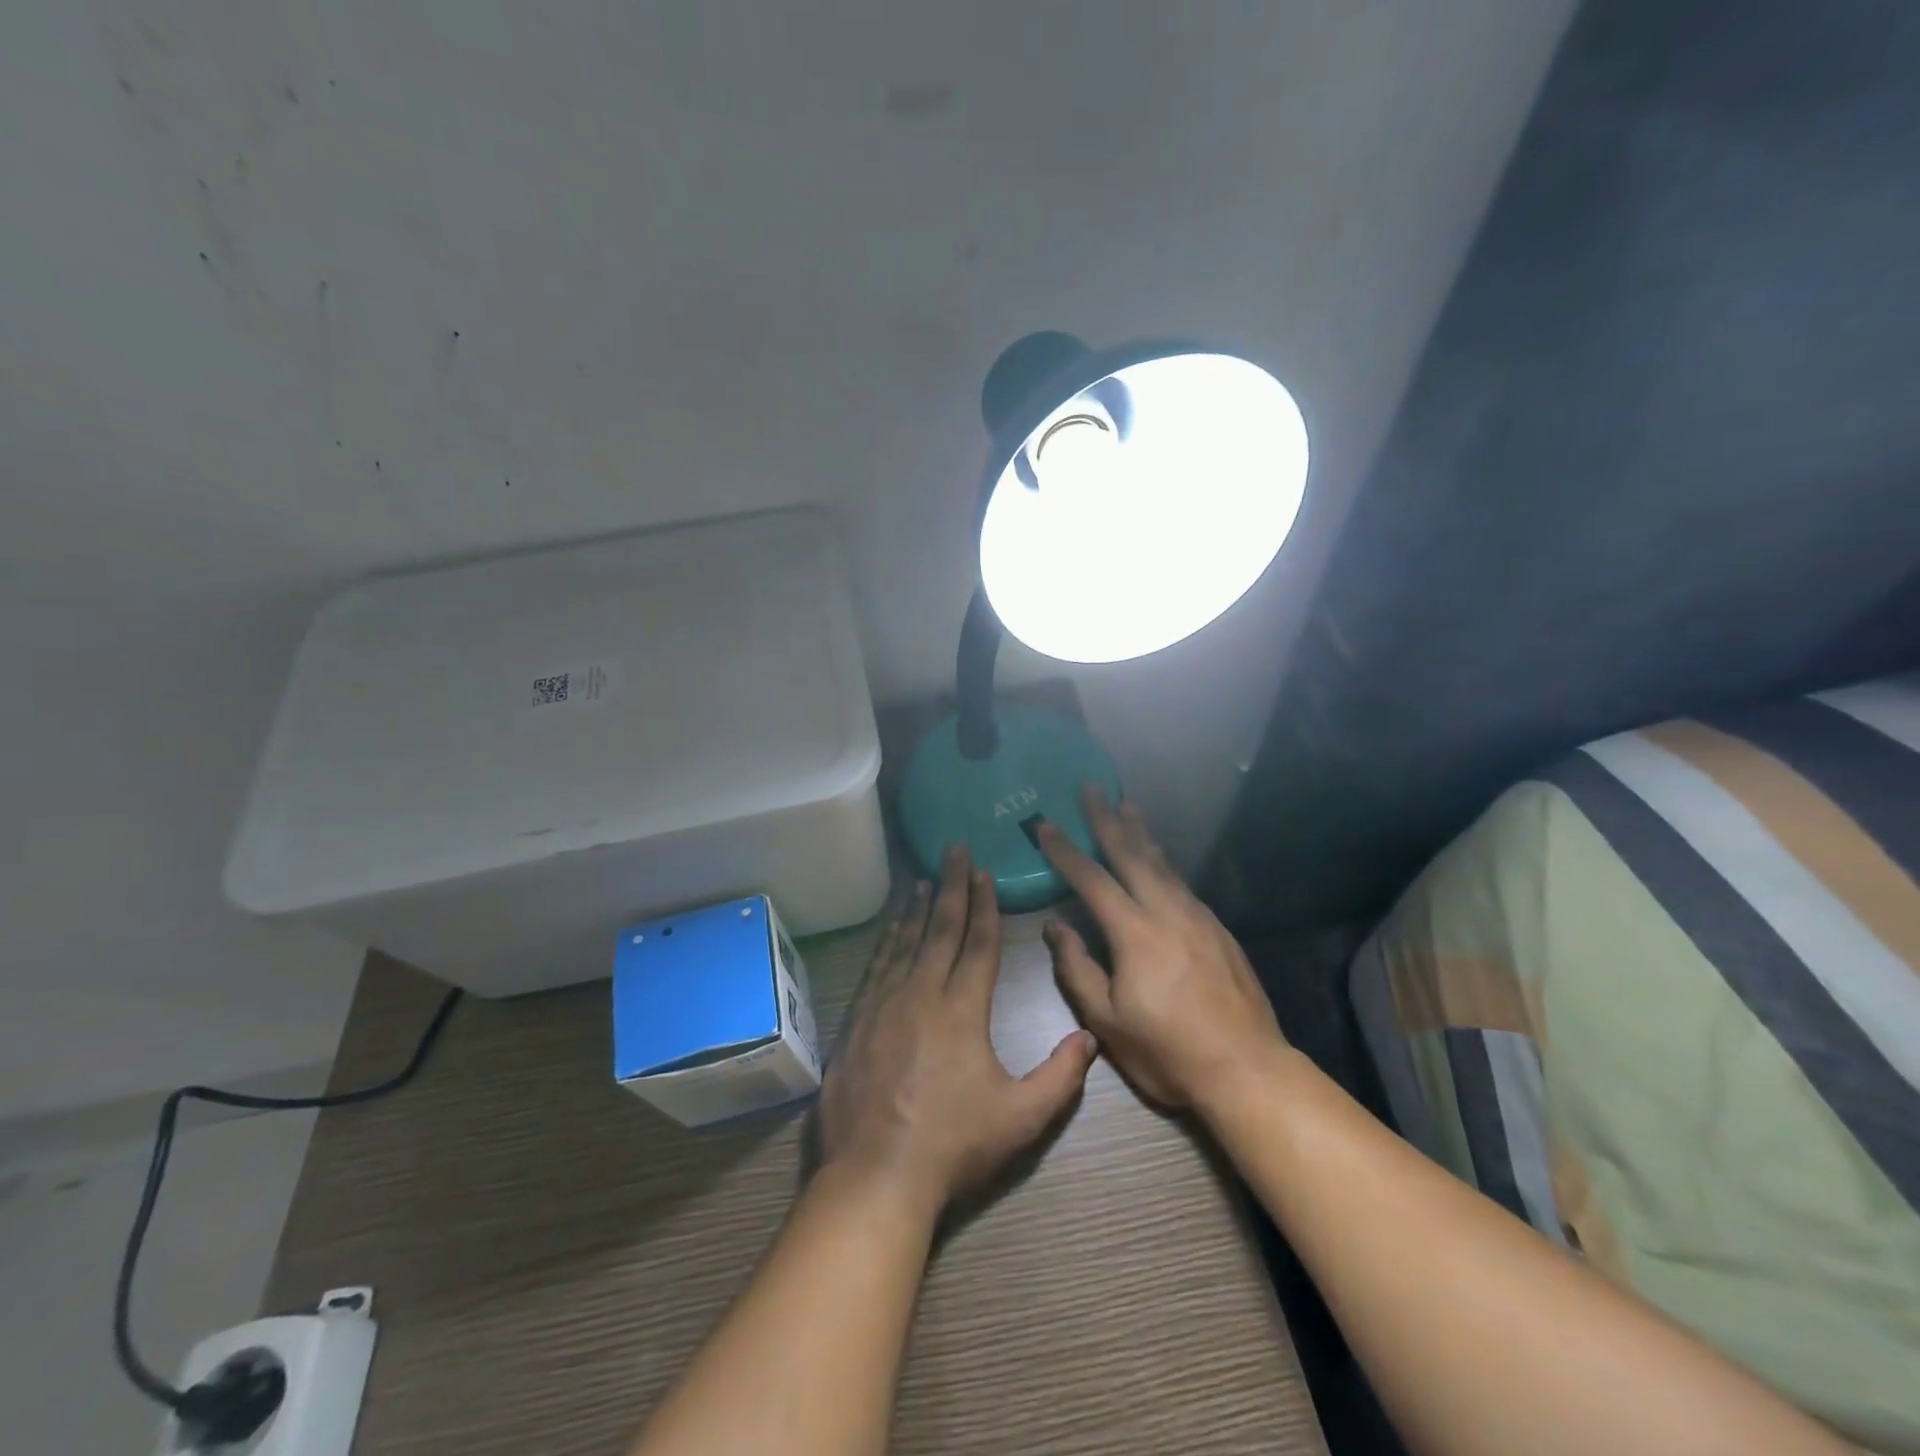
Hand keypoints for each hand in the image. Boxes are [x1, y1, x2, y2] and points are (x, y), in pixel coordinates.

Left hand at [817, 846, 1097, 1215]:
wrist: (876, 1174)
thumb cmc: (953, 1145)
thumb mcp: (1021, 1118)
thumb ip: (1061, 1077)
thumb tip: (1090, 1038)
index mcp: (962, 1009)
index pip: (978, 943)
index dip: (985, 904)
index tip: (985, 871)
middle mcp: (921, 992)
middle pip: (941, 929)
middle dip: (952, 887)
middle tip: (954, 849)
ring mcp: (883, 1003)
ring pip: (904, 941)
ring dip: (918, 908)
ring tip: (926, 879)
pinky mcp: (857, 1020)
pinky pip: (875, 965)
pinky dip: (886, 939)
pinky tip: (890, 928)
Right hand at [1036, 786, 1287, 1110]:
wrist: (1248, 1070)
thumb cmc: (1169, 1052)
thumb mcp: (1109, 1022)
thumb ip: (1078, 969)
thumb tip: (1057, 926)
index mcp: (1135, 933)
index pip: (1092, 879)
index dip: (1065, 850)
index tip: (1045, 823)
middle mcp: (1167, 912)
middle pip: (1132, 854)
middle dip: (1107, 819)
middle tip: (1092, 787)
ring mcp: (1198, 918)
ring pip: (1163, 864)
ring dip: (1140, 833)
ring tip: (1126, 806)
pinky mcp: (1218, 930)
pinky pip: (1182, 883)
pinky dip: (1163, 862)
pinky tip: (1159, 861)